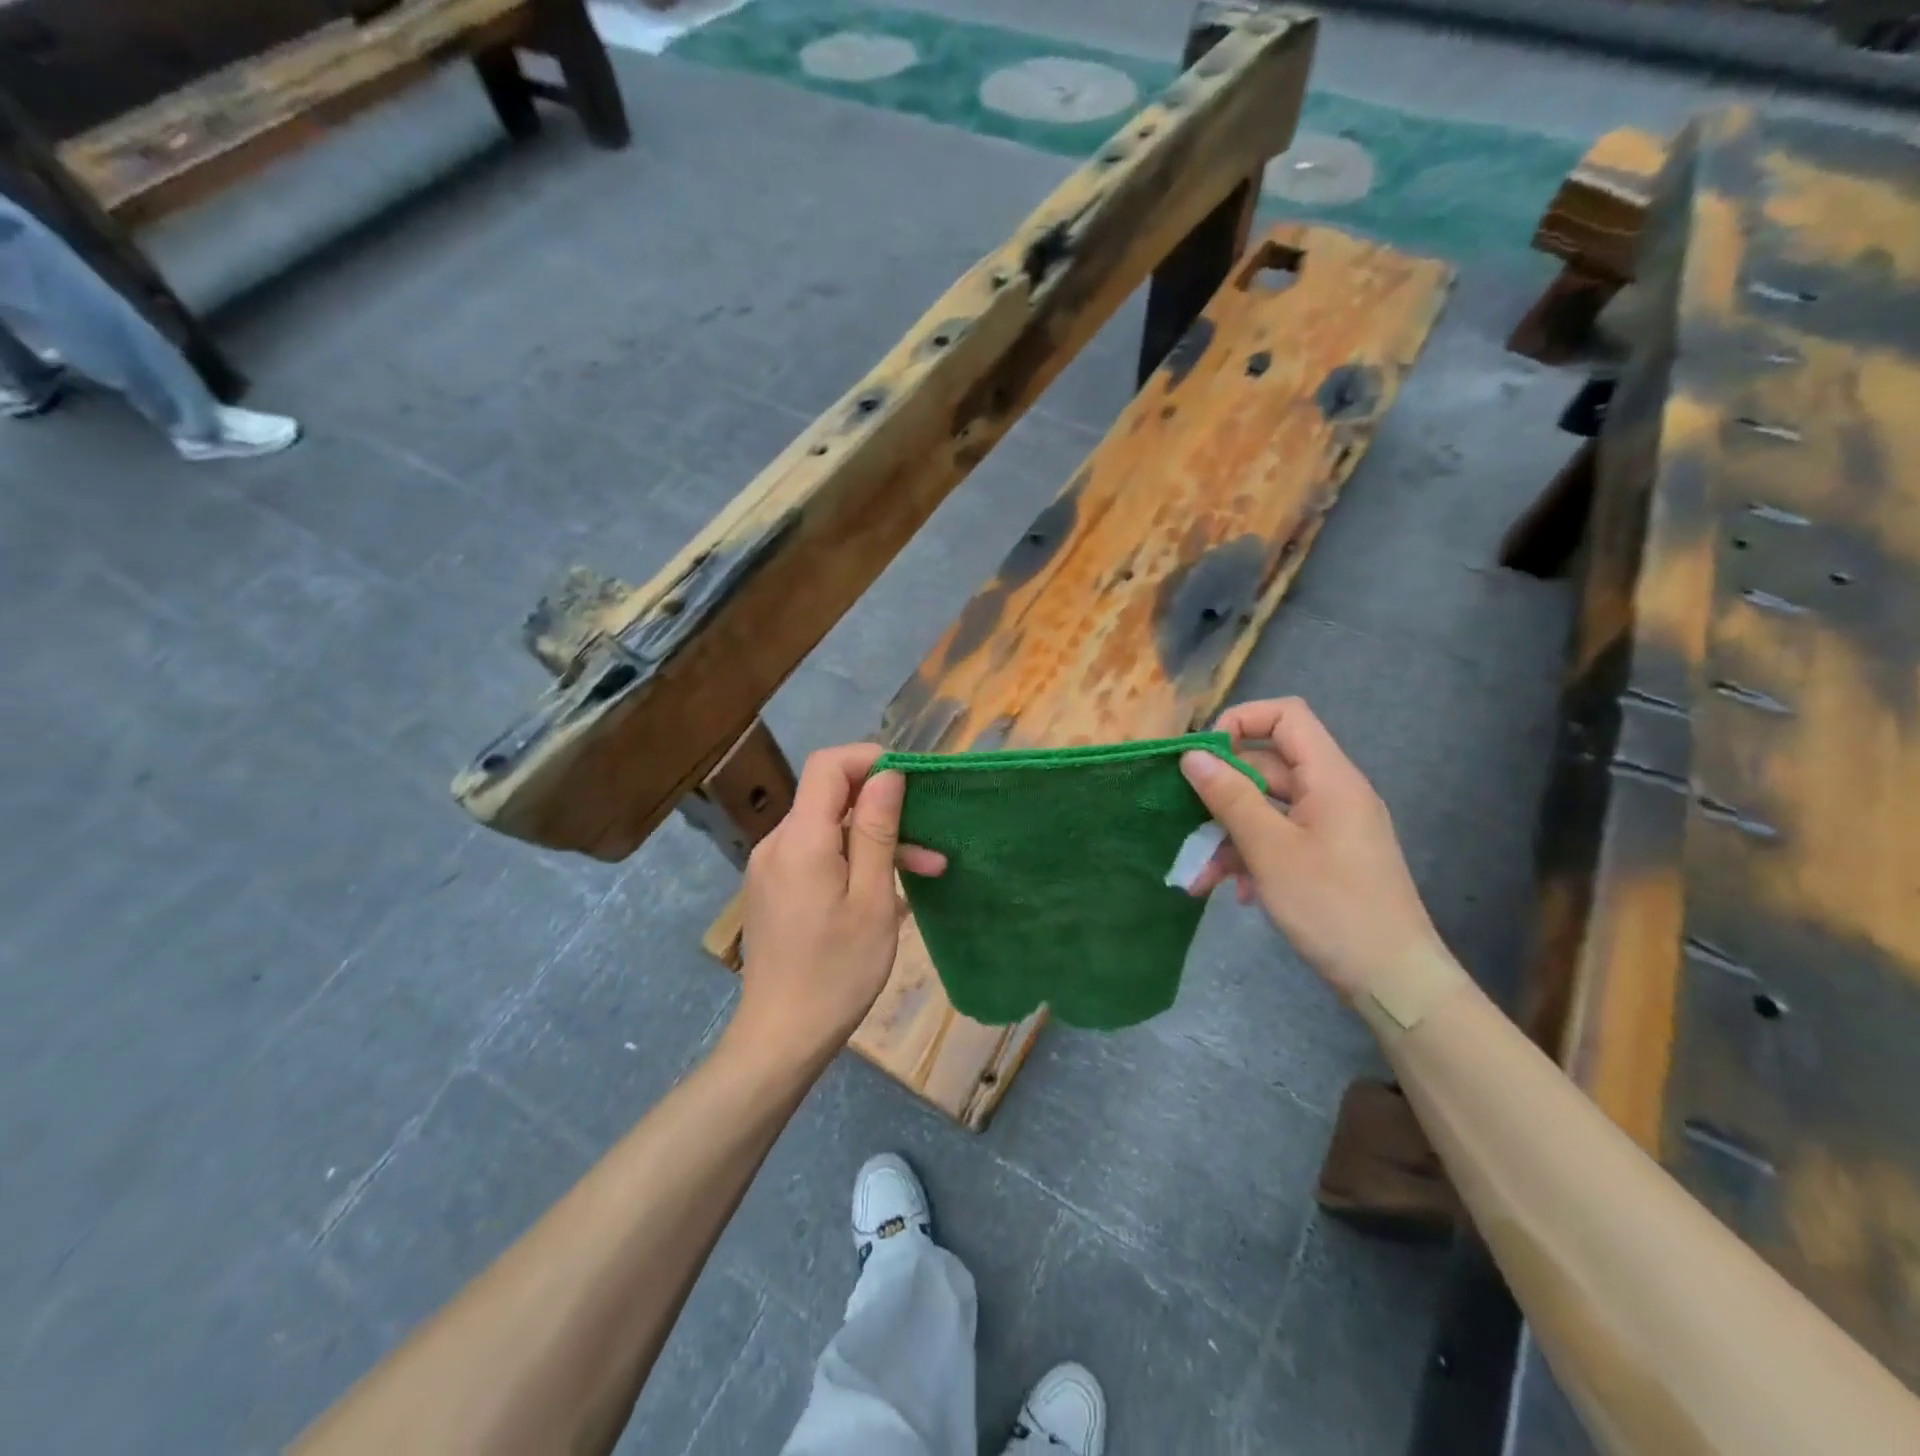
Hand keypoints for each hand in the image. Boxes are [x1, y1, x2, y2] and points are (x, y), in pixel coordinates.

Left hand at [732, 743, 945, 1063]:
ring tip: (925, 870)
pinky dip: (851, 861)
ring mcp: (770, 868)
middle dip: (882, 807)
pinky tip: (884, 892)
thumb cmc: (837, 971)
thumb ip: (876, 830)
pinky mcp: (773, 890)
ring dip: (873, 840)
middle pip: (829, 797)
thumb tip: (886, 773)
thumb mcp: (871, 900)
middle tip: (930, 837)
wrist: (781, 1038)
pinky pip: (815, 856)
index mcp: (801, 840)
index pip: (828, 765)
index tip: (910, 779)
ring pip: (827, 830)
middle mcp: (777, 843)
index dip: (869, 759)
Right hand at [1180, 698, 1443, 1001]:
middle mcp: (1332, 793)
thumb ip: (1230, 797)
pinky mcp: (1327, 858)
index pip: (1286, 716)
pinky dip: (1252, 858)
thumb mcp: (1270, 850)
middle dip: (1222, 794)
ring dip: (1229, 836)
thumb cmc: (1331, 906)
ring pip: (1267, 809)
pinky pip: (1280, 839)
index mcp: (1329, 778)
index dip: (1241, 722)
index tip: (1203, 758)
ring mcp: (1331, 828)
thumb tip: (1193, 756)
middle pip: (1268, 767)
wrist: (1394, 980)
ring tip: (1200, 878)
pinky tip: (1236, 893)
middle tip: (1185, 822)